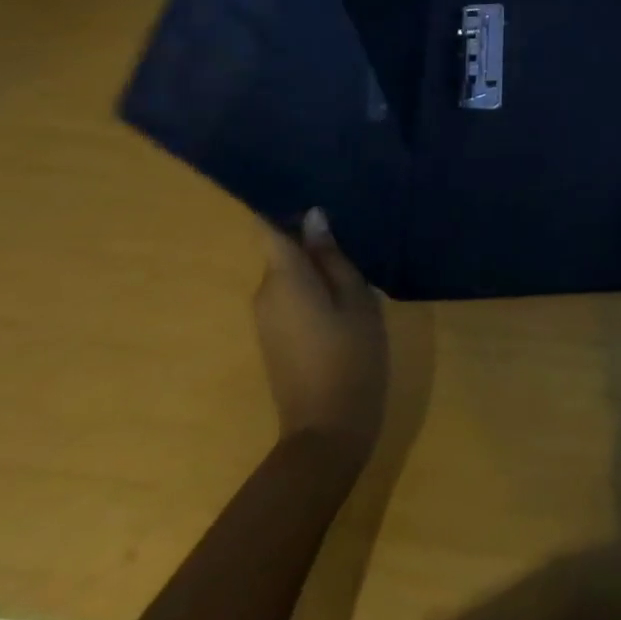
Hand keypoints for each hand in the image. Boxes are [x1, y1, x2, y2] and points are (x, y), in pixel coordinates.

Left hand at [253, 209, 387, 457]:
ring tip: (354, 256)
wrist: (326, 429)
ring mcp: (266, 318)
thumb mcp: (355, 298)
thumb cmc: (349, 355)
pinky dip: (311, 286)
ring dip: (314, 264)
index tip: (305, 189)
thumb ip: (333, 257)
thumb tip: (313, 218)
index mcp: (284, 277)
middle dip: (310, 238)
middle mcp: (265, 293)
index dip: (280, 207)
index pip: (267, 228)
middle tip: (351, 228)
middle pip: (282, 251)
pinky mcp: (274, 337)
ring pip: (289, 274)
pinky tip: (342, 291)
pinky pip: (290, 295)